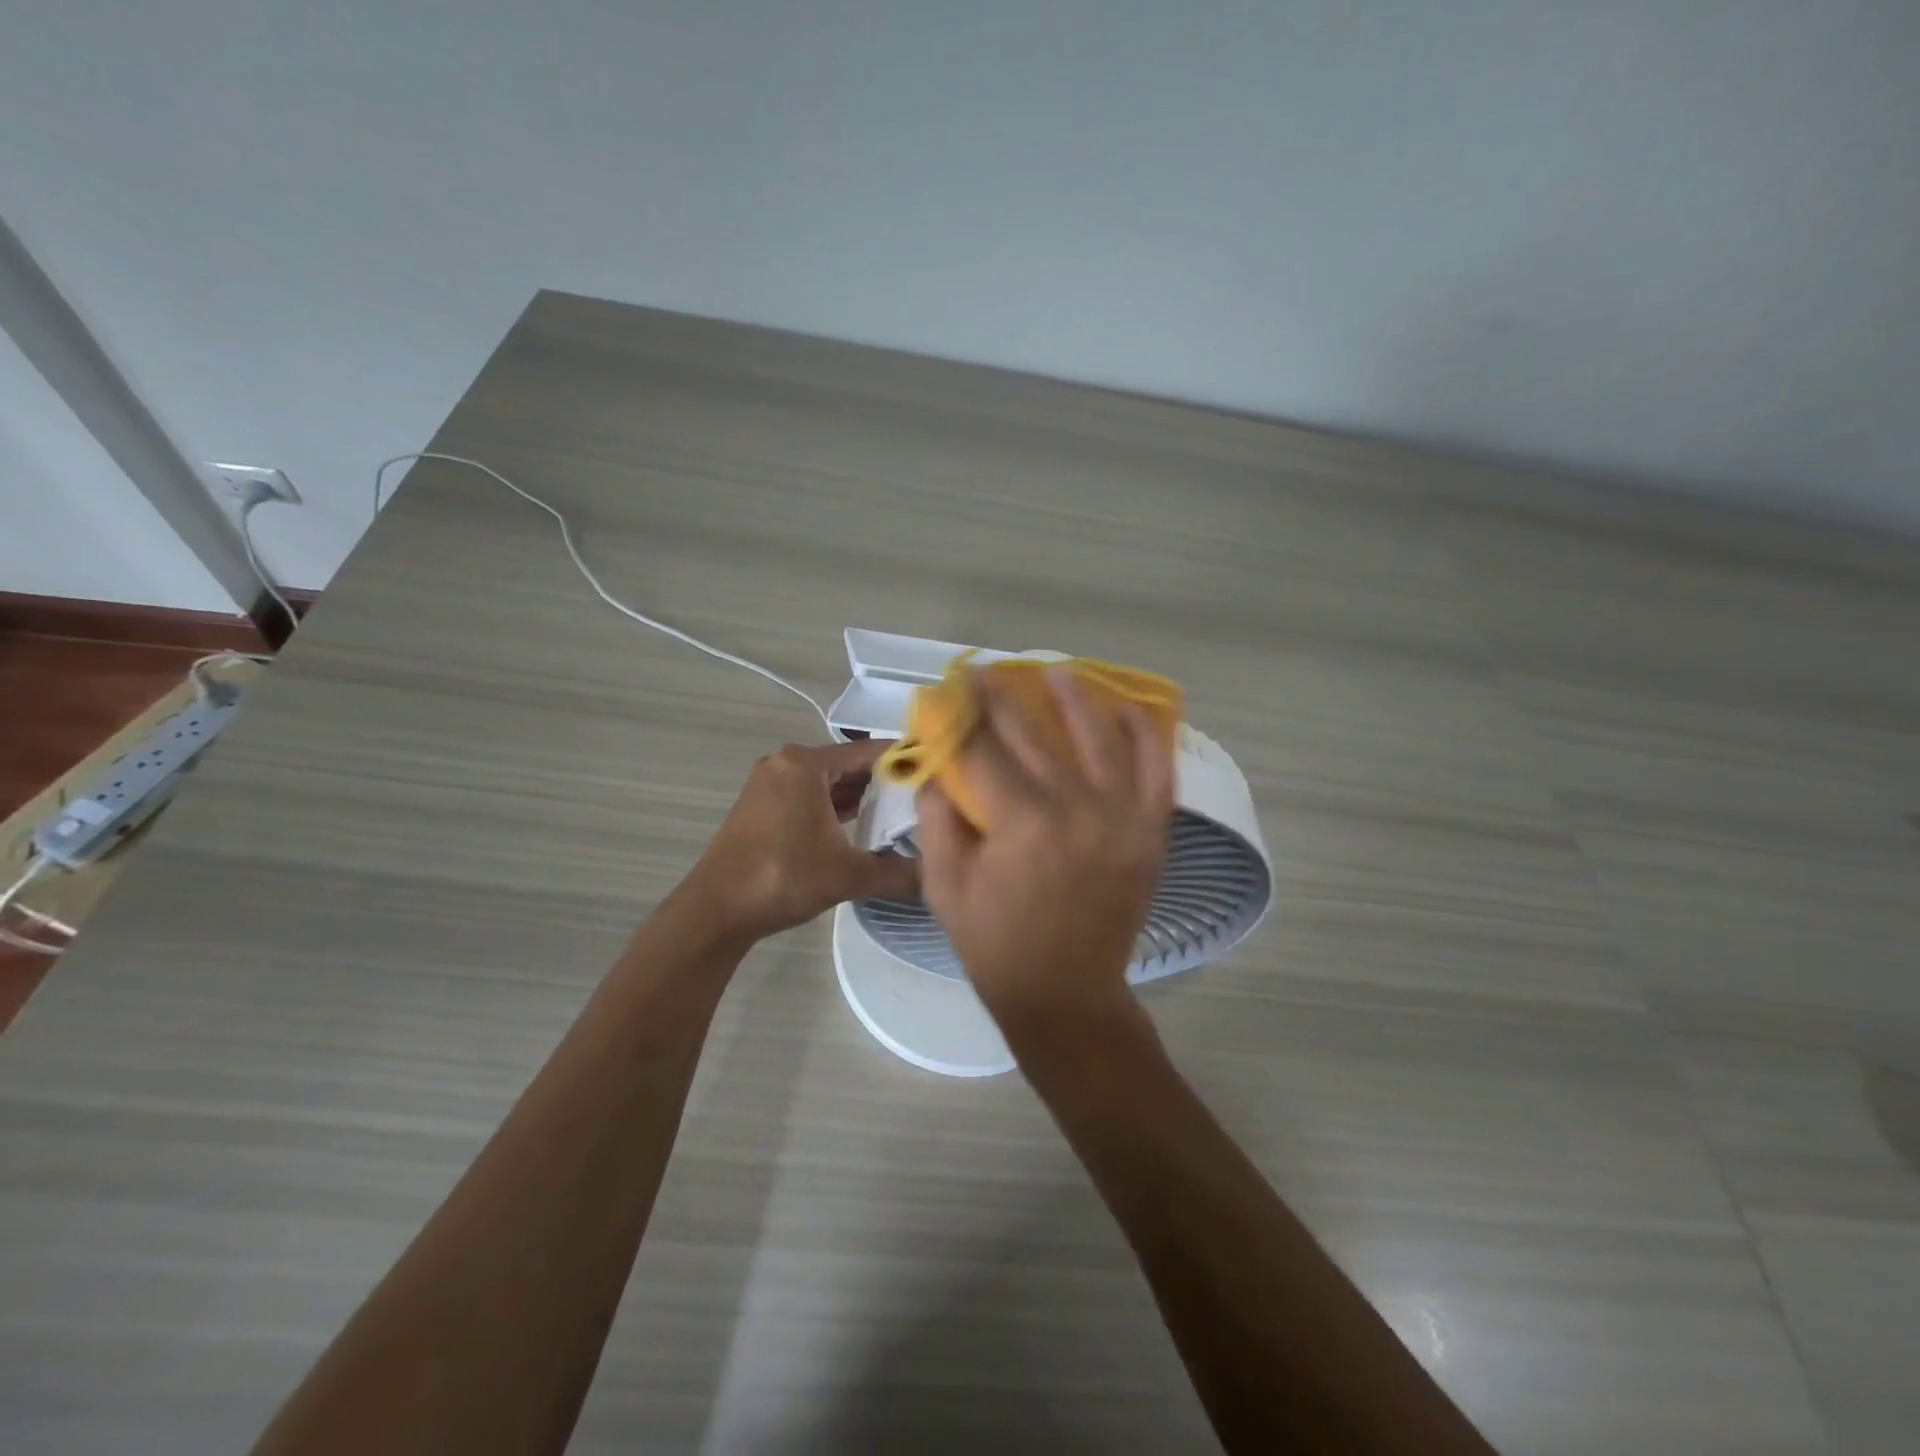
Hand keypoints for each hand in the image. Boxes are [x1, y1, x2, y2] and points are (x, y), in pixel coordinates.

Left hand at [687, 739, 918, 940]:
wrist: (715, 911)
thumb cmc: (783, 878)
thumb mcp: (849, 876)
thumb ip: (899, 873)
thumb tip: (937, 876)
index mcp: (805, 764)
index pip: (869, 750)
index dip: (906, 761)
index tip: (938, 776)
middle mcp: (786, 762)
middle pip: (848, 764)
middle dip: (885, 782)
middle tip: (924, 801)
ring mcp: (768, 783)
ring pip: (827, 781)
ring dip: (859, 796)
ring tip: (899, 816)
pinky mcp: (760, 805)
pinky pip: (808, 795)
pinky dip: (833, 807)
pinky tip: (859, 827)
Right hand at [915, 670, 1173, 1036]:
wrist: (1067, 994)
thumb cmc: (995, 944)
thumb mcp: (943, 886)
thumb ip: (937, 818)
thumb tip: (937, 765)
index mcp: (1020, 823)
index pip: (982, 749)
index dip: (961, 713)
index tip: (951, 687)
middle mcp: (1077, 808)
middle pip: (1035, 734)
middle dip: (1004, 698)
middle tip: (988, 673)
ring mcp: (1122, 817)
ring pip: (1100, 737)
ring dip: (1076, 698)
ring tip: (1057, 672)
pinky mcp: (1151, 831)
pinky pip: (1157, 769)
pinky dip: (1146, 735)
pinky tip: (1128, 709)